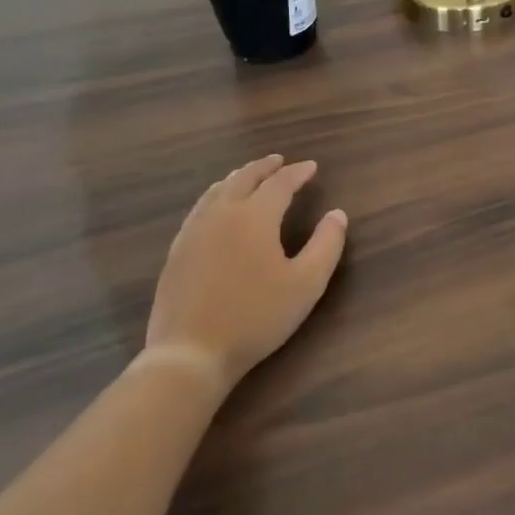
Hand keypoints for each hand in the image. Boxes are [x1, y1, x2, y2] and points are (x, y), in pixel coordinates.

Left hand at [142, 155, 347, 391]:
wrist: (191, 352)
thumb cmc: (256, 317)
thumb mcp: (306, 284)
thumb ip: (327, 245)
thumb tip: (337, 214)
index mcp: (254, 217)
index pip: (280, 183)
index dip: (297, 172)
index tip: (312, 167)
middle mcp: (221, 214)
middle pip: (243, 178)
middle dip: (264, 167)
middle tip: (279, 161)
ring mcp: (194, 232)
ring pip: (217, 191)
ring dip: (238, 178)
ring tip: (250, 177)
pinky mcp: (177, 251)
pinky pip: (199, 209)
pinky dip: (216, 197)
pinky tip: (217, 209)